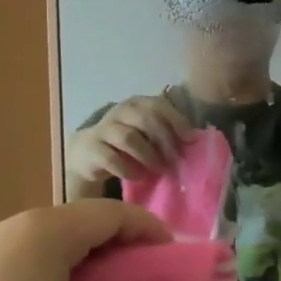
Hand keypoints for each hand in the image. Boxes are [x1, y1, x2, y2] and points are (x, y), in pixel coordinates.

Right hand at [67, 94, 194, 194]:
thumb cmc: (127, 144)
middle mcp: (120, 111)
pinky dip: (128, 169)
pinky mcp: (91, 148)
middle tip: (174, 160)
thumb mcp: (146, 133)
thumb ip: (166, 132)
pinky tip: (138, 176)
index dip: (176, 121)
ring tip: (158, 169)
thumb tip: (193, 141)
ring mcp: (103, 128)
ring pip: (128, 137)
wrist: (87, 154)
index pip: (158, 105)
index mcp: (137, 104)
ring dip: (147, 155)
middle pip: (145, 119)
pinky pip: (111, 158)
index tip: (190, 139)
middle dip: (164, 140)